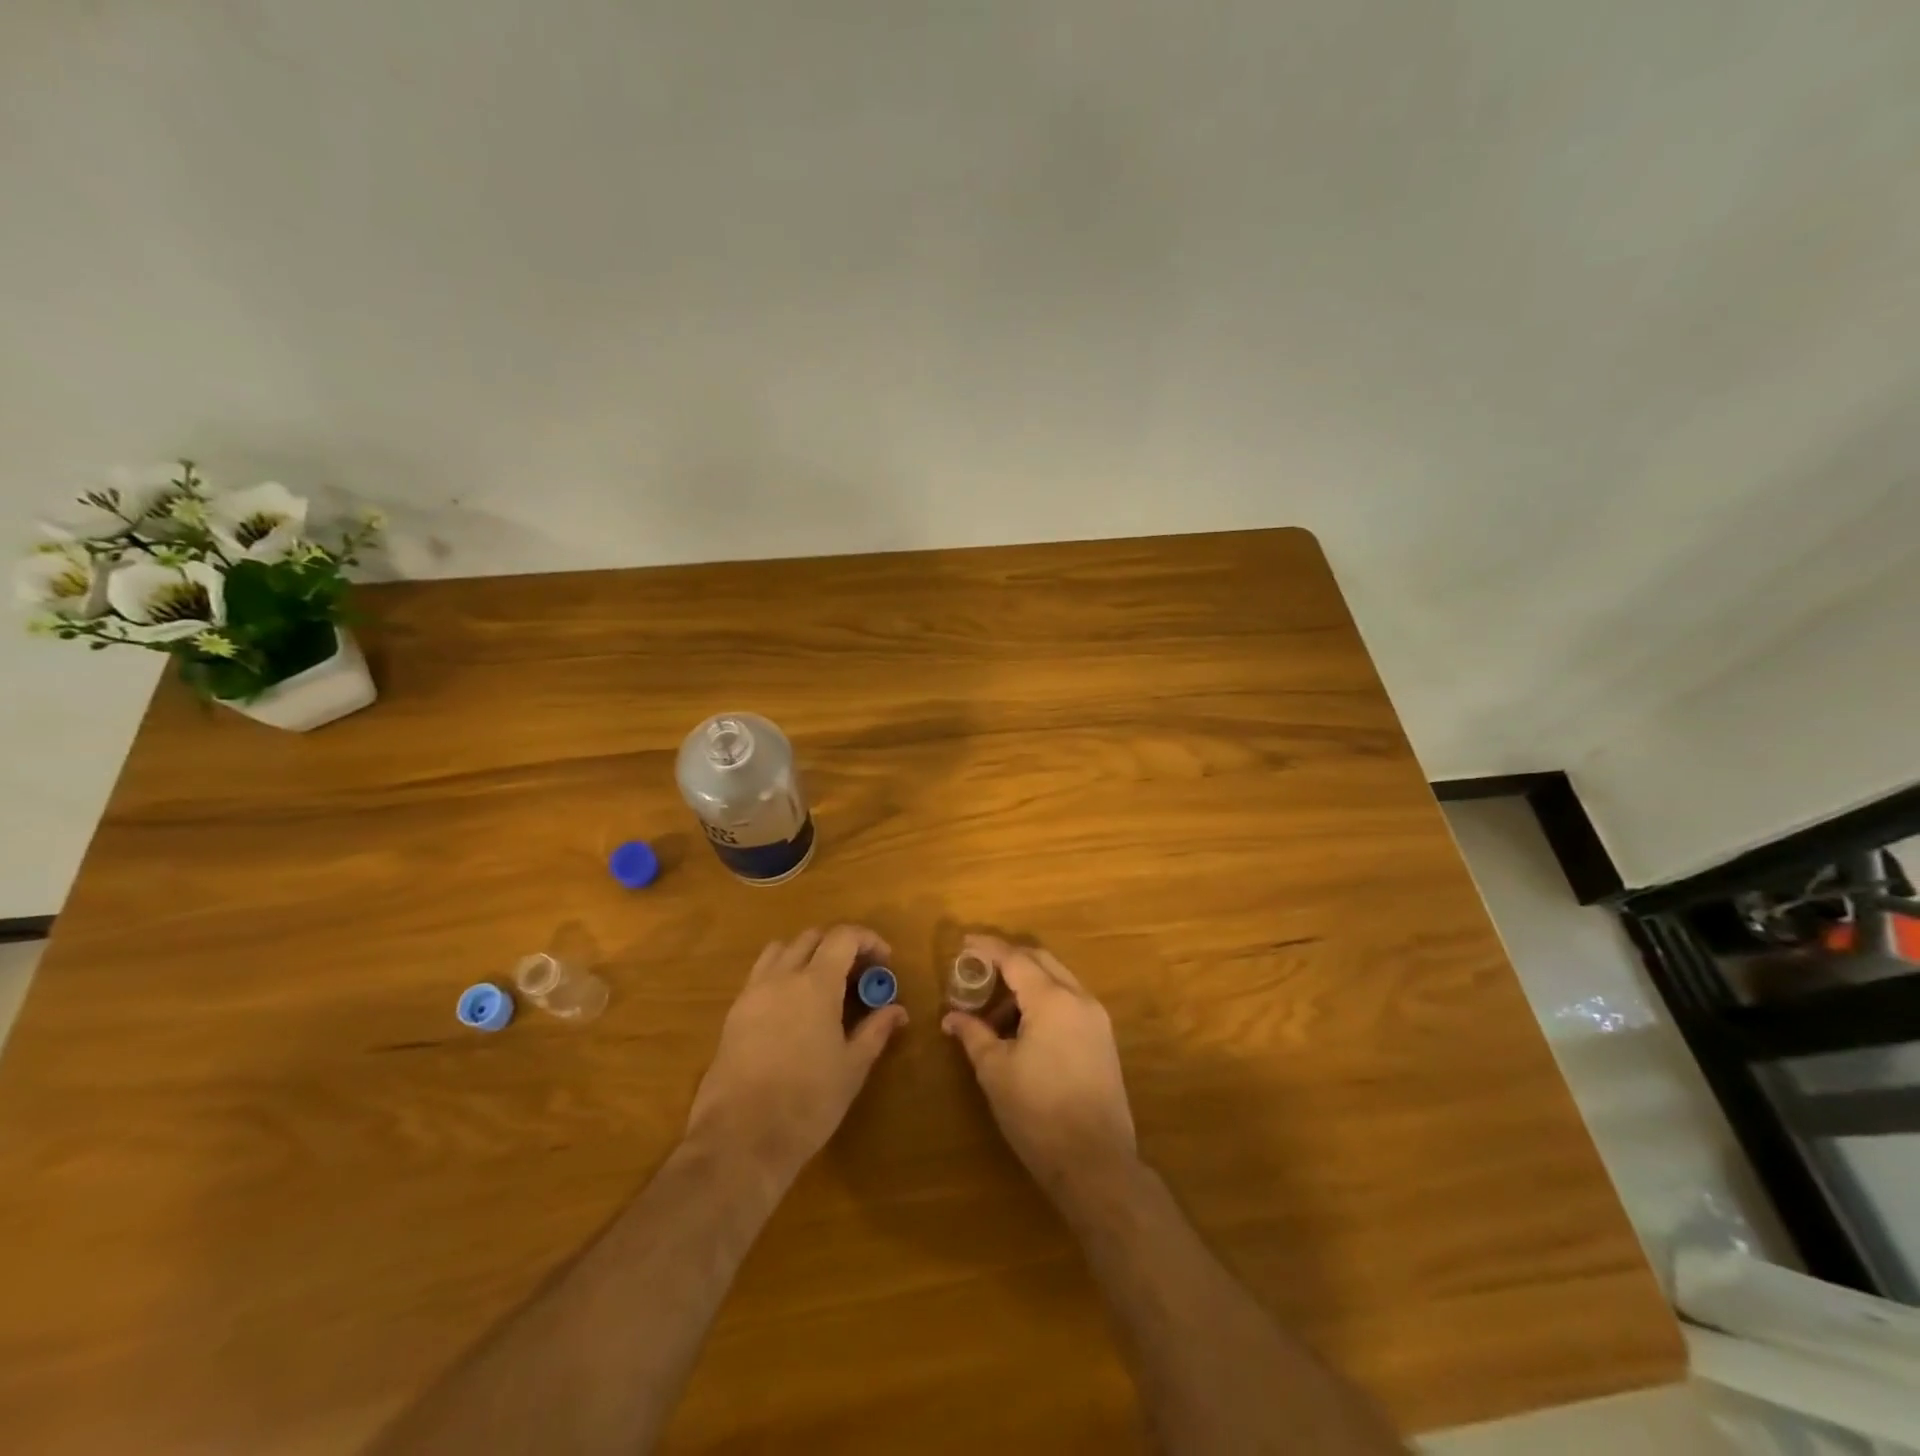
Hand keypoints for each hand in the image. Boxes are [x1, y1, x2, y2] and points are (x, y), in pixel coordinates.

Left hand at [686, 925, 907, 1182]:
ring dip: (806, 954)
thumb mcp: (852, 1067)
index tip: (885, 961)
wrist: (740, 1139)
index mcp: (815, 984)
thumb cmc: (807, 1102)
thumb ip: (875, 1030)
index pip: (843, 937)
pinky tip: (794, 1008)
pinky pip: (760, 975)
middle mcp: (781, 977)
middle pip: (811, 937)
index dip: (868, 940)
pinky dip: (782, 974)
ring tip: (823, 984)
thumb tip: (897, 1010)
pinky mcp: (733, 1014)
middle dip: (839, 946)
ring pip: (781, 950)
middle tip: (858, 974)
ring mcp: (752, 993)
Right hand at [942, 935, 1136, 1194]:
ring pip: (1057, 981)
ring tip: (993, 1012)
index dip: (988, 948)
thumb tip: (951, 1017)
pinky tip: (1021, 1029)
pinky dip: (1043, 1002)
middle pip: (1041, 961)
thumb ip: (973, 1035)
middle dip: (1008, 961)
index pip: (1015, 958)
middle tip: (977, 971)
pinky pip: (1069, 1002)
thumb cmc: (1038, 1113)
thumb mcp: (995, 1071)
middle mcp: (1079, 998)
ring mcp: (1096, 1019)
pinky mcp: (1103, 1040)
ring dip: (1026, 984)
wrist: (1095, 1163)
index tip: (964, 944)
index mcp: (1052, 999)